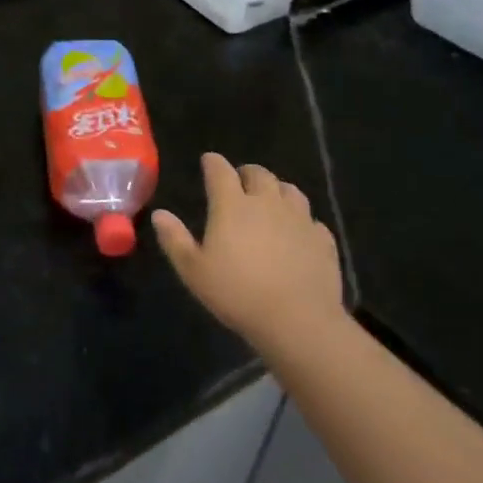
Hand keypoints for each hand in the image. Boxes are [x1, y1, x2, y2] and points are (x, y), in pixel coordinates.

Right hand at [152, 153, 344, 356]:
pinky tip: (298, 232)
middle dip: (246, 173)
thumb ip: (175, 239)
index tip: (208, 161)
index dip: (213, 163)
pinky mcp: (323, 240)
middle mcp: (267, 203)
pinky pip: (312, 220)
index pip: (220, 170)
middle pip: (259, 174)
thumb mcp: (193, 271)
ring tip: (270, 200)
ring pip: (290, 190)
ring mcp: (299, 219)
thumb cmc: (237, 293)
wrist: (297, 320)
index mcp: (232, 205)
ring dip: (277, 190)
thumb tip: (160, 213)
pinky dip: (302, 220)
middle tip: (239, 182)